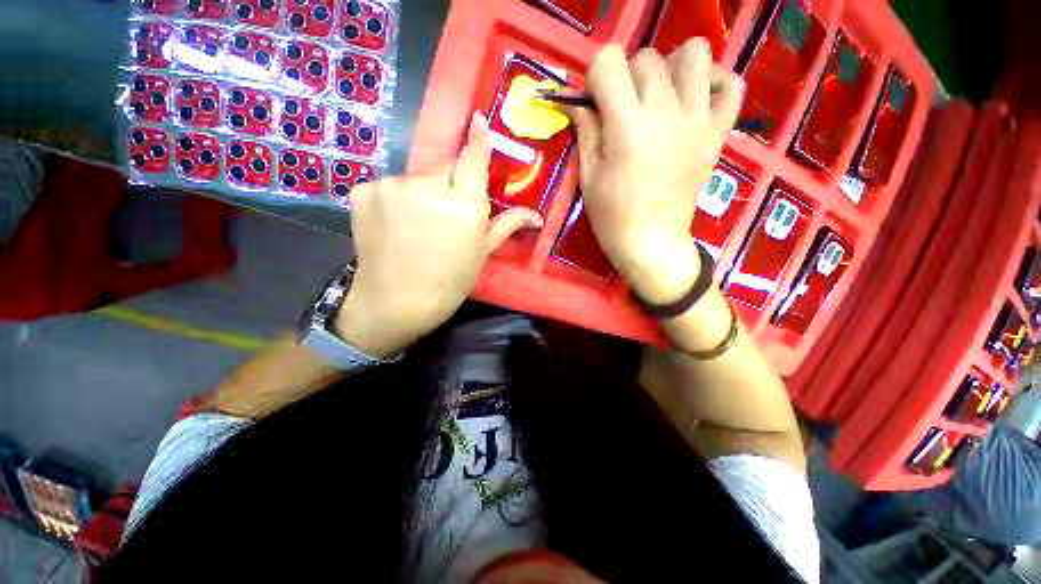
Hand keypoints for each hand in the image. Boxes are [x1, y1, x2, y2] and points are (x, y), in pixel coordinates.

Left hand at [335, 113, 543, 357]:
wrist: (398, 301)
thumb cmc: (450, 280)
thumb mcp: (483, 251)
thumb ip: (508, 224)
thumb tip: (538, 216)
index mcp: (464, 205)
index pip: (473, 159)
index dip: (477, 139)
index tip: (478, 120)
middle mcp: (429, 186)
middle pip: (445, 168)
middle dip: (449, 184)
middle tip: (446, 214)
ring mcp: (393, 186)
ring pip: (416, 179)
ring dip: (421, 194)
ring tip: (418, 226)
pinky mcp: (364, 191)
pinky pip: (388, 187)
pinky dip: (394, 201)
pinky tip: (394, 225)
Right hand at [567, 40, 742, 303]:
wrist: (651, 242)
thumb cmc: (612, 216)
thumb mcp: (588, 176)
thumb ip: (585, 130)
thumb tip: (575, 101)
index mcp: (627, 128)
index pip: (610, 61)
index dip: (597, 74)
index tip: (596, 99)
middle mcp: (665, 114)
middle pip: (648, 58)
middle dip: (628, 76)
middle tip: (624, 108)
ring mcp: (698, 121)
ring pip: (694, 54)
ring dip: (671, 68)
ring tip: (660, 97)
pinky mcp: (717, 133)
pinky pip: (732, 85)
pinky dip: (715, 83)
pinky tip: (695, 101)